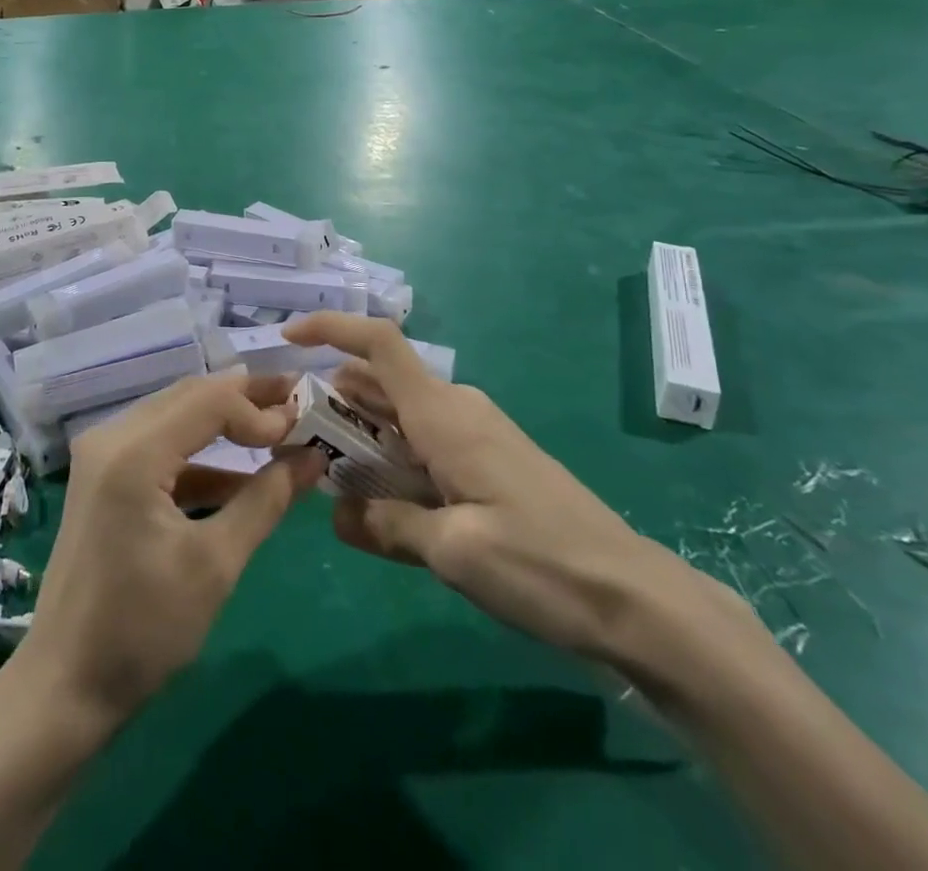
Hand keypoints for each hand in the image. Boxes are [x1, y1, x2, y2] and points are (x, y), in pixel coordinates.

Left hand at [11, 372, 323, 730]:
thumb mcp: (216, 564)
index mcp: (133, 452)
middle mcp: (110, 437)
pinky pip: (159, 446)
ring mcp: (101, 455)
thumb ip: (266, 500)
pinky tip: (238, 478)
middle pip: (189, 396)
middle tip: (297, 404)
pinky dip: (199, 456)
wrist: (64, 686)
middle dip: (245, 400)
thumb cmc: (143, 629)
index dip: (260, 408)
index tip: (305, 428)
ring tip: (277, 433)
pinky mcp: (102, 477)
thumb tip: (313, 457)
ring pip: (174, 416)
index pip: (209, 400)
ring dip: (224, 423)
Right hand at [282, 313, 740, 665]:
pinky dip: (390, 457)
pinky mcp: (487, 461)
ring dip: (361, 435)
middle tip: (294, 436)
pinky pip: (423, 443)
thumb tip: (338, 510)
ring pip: (399, 416)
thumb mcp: (454, 552)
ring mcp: (475, 434)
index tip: (288, 336)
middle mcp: (456, 410)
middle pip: (380, 383)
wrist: (638, 599)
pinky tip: (378, 502)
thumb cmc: (542, 566)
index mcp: (443, 415)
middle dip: (333, 399)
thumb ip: (387, 523)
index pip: (379, 344)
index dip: (331, 328)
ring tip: (326, 473)